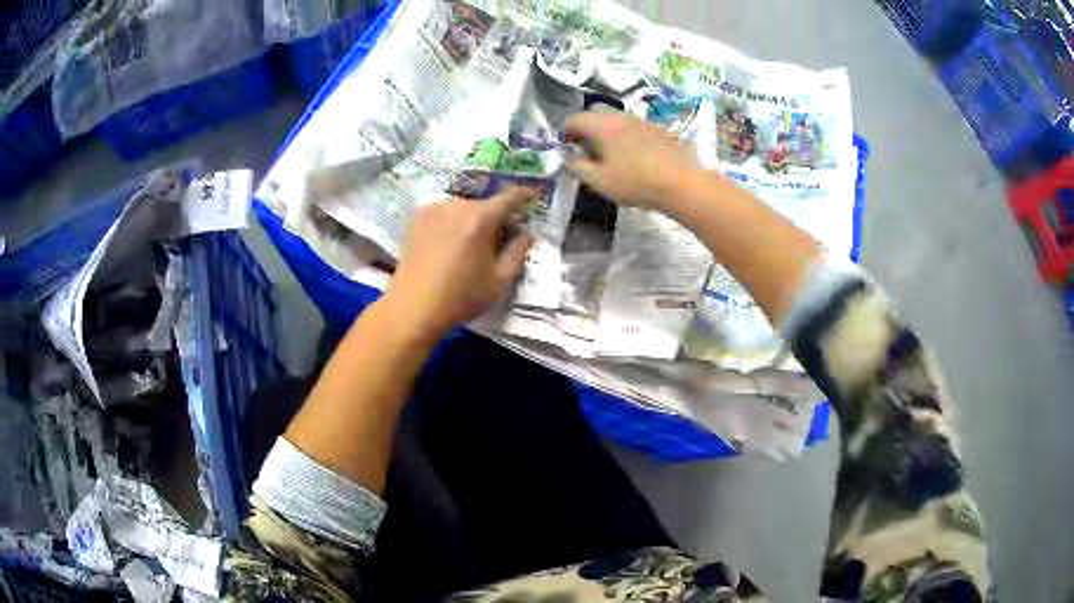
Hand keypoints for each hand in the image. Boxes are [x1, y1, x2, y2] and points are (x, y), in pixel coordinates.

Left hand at [381, 188, 536, 338]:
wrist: (413, 307)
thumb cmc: (461, 297)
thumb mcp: (500, 280)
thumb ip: (518, 252)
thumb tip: (527, 234)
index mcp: (481, 217)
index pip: (510, 197)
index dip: (525, 195)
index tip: (534, 197)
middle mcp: (458, 205)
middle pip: (486, 205)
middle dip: (498, 219)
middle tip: (502, 240)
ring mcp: (434, 209)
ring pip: (464, 209)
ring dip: (474, 221)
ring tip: (472, 245)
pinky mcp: (417, 218)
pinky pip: (444, 214)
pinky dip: (452, 223)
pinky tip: (449, 244)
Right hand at [566, 111, 701, 210]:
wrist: (681, 183)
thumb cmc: (635, 182)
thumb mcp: (598, 181)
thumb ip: (577, 167)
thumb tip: (567, 158)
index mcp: (601, 125)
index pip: (574, 119)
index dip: (566, 133)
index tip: (567, 148)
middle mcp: (620, 117)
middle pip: (595, 116)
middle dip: (586, 131)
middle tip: (586, 152)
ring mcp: (641, 121)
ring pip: (616, 121)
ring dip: (606, 134)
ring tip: (609, 156)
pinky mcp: (658, 130)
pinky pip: (633, 128)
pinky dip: (625, 138)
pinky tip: (633, 158)